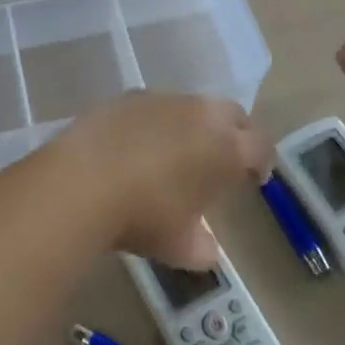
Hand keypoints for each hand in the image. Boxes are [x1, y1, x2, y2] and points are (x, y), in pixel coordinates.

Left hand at [52, 92, 271, 268]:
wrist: (84, 180)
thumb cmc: (143, 216)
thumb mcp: (178, 246)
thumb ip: (201, 246)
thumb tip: (206, 249)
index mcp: (225, 148)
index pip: (259, 146)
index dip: (260, 161)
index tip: (253, 177)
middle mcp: (200, 114)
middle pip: (231, 113)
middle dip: (234, 132)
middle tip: (224, 157)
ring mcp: (162, 99)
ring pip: (191, 105)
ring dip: (193, 123)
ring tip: (178, 150)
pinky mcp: (128, 95)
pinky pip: (155, 104)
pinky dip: (156, 121)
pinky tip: (140, 143)